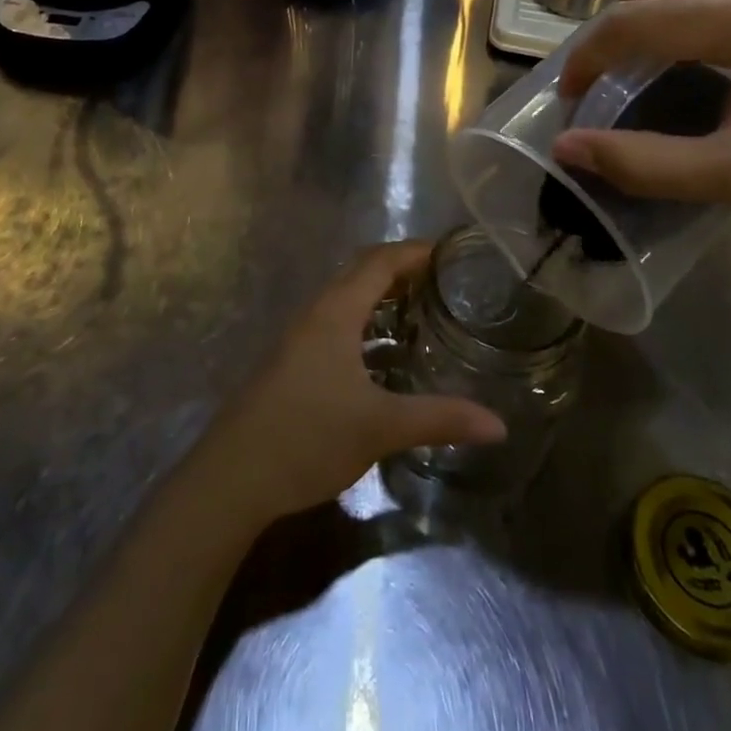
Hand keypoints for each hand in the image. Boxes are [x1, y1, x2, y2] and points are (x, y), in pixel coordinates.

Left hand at [201, 243, 506, 525]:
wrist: (231, 478)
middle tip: (444, 283)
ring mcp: (299, 338)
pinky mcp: (292, 362)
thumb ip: (440, 419)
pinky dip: (366, 325)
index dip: (415, 252)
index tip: (451, 254)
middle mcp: (316, 313)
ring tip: (423, 314)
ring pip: (347, 300)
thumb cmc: (307, 437)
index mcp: (336, 311)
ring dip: (382, 299)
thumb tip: (499, 425)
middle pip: (362, 273)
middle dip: (402, 271)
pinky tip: (385, 357)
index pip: (380, 261)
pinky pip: (336, 324)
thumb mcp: (380, 427)